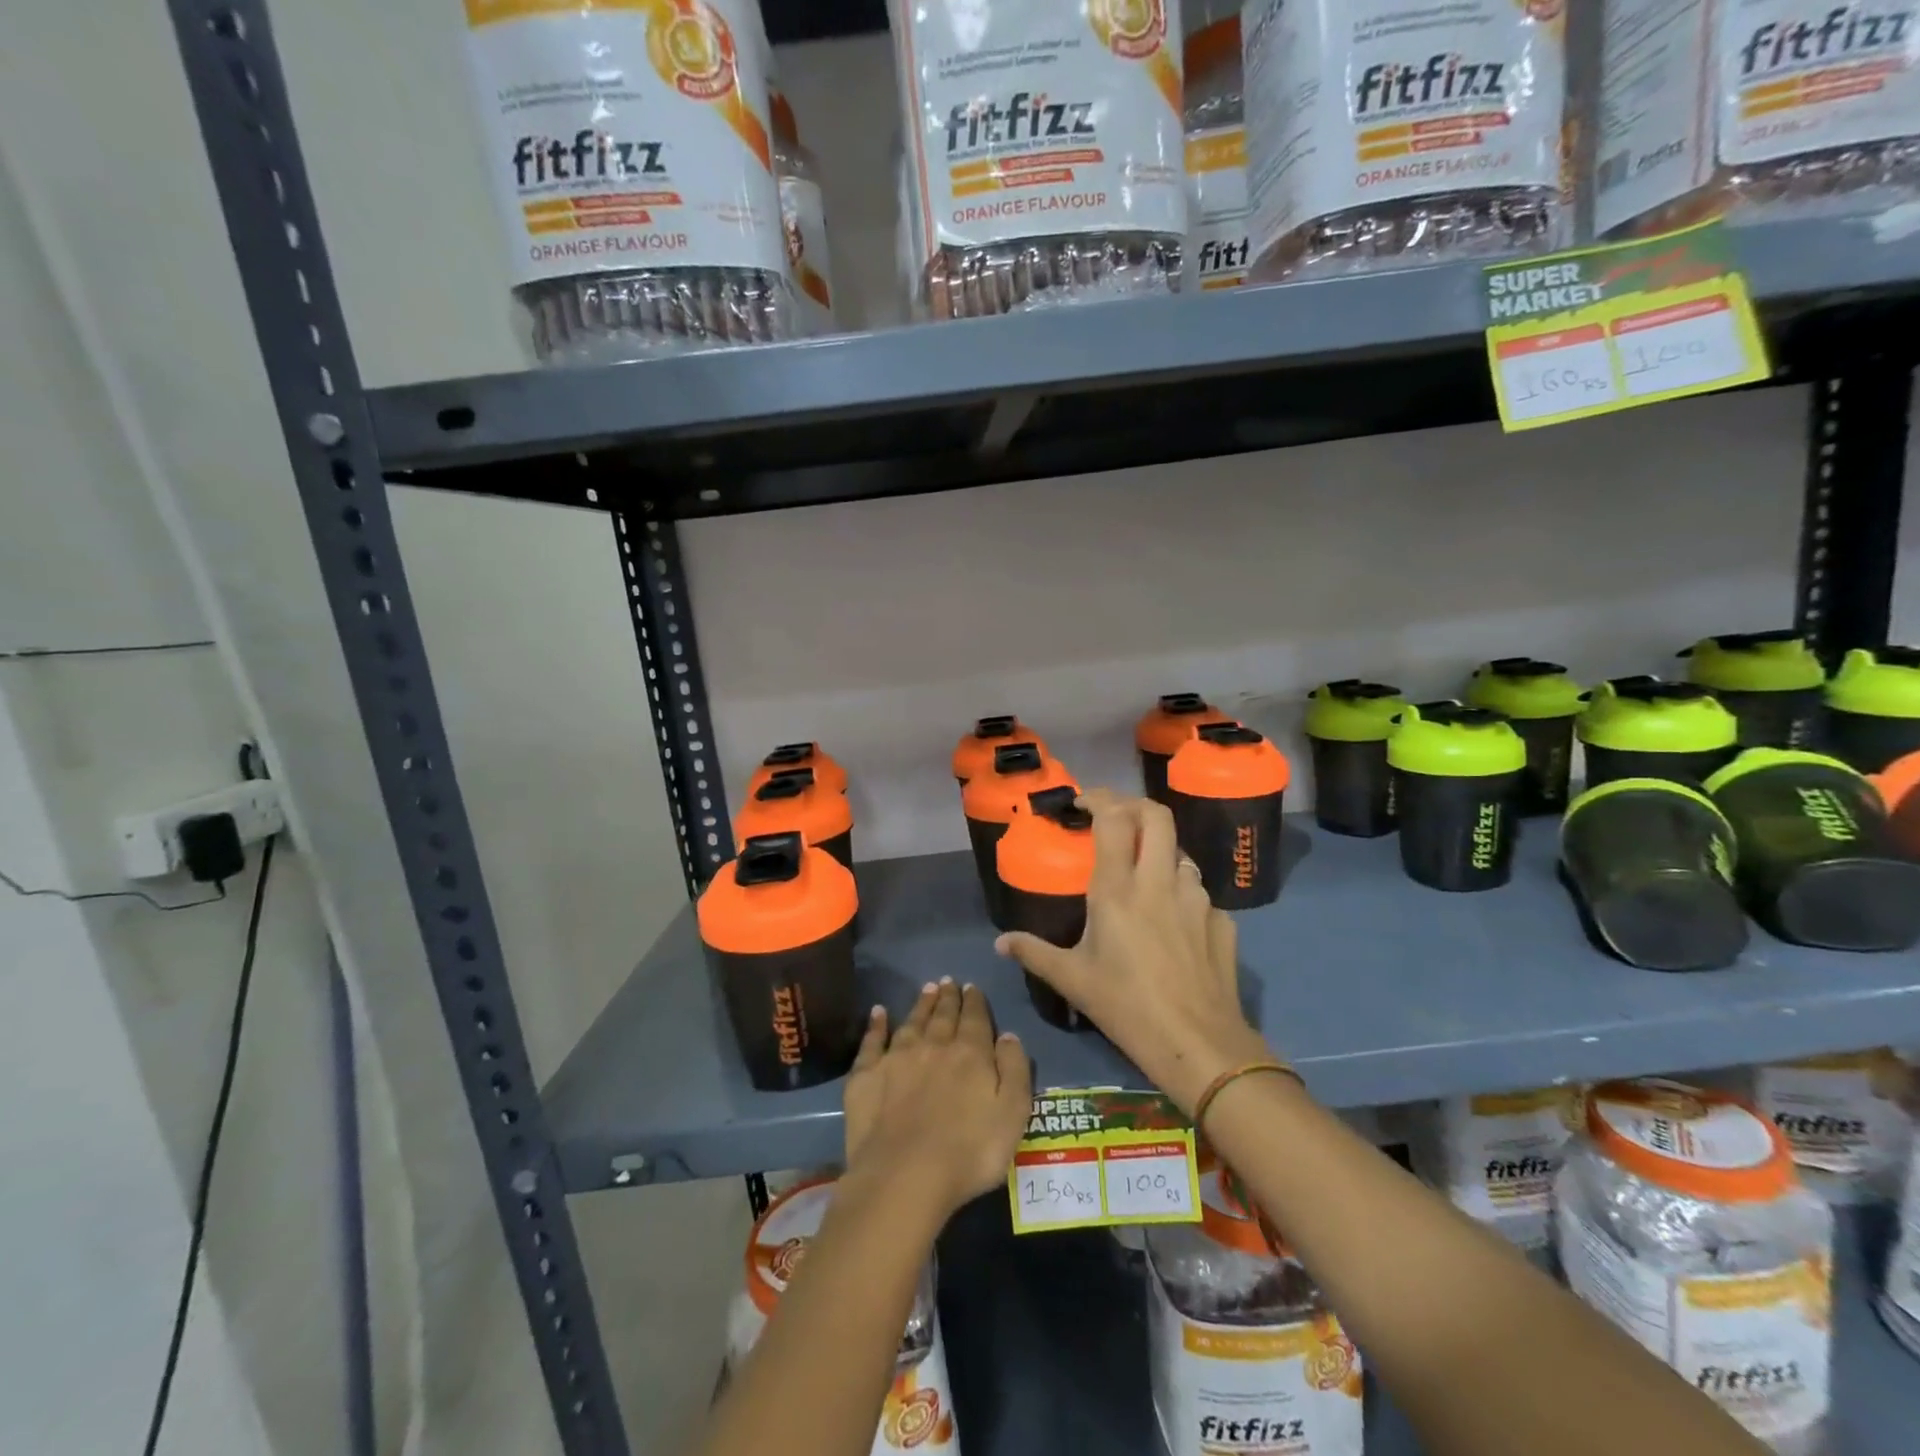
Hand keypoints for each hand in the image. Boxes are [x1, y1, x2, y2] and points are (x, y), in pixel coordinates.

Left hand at [842, 980, 1032, 1222]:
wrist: (904, 1175)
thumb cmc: (969, 1152)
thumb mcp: (1013, 1114)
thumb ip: (1015, 1069)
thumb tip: (1008, 1035)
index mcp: (970, 1054)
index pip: (975, 1019)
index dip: (974, 1001)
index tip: (971, 986)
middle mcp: (933, 1046)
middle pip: (943, 1015)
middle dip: (948, 997)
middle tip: (948, 982)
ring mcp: (897, 1057)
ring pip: (912, 1021)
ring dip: (921, 1004)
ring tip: (927, 988)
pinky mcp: (867, 1075)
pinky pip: (872, 1041)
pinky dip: (876, 1024)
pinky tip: (878, 1012)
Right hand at [995, 789, 1271, 1111]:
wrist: (1198, 1044)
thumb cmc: (1126, 1007)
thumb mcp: (1072, 980)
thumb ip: (1034, 953)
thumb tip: (1000, 943)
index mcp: (1118, 889)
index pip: (1113, 819)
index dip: (1099, 799)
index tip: (1083, 803)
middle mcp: (1160, 882)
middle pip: (1157, 815)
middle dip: (1134, 805)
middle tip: (1116, 818)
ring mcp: (1198, 898)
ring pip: (1180, 853)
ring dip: (1160, 853)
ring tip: (1144, 876)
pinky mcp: (1222, 921)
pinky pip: (1201, 894)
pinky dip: (1183, 894)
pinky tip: (1175, 921)